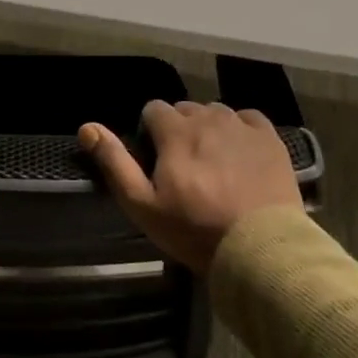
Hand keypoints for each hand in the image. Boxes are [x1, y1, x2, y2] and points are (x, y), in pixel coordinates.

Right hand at [80, 101, 302, 273]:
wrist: (260, 248)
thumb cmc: (195, 230)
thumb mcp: (142, 204)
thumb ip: (114, 162)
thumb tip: (87, 127)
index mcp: (175, 131)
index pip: (153, 109)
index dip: (149, 131)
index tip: (155, 159)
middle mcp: (208, 118)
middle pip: (185, 109)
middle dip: (179, 129)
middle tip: (183, 166)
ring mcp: (242, 126)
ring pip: (216, 112)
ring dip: (209, 129)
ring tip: (213, 163)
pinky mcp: (271, 138)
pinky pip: (248, 119)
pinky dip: (240, 130)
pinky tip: (240, 154)